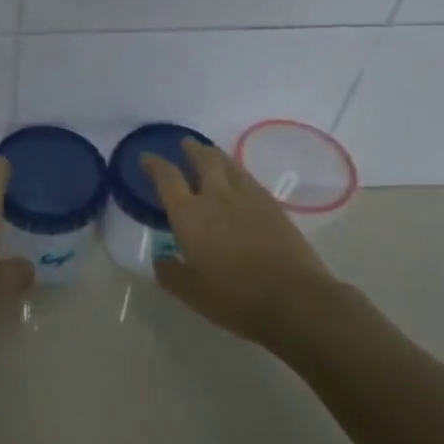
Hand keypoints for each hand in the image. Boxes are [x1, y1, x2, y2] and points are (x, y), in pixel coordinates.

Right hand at [141, 138, 346, 358]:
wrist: (296, 299)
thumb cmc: (236, 297)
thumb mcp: (192, 293)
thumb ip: (171, 274)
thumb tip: (162, 260)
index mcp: (189, 215)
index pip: (167, 178)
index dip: (154, 164)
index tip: (146, 158)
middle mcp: (216, 197)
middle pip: (203, 160)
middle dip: (191, 149)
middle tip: (185, 144)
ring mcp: (248, 198)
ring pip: (229, 164)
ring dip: (215, 155)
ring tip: (210, 154)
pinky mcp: (273, 206)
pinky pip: (249, 178)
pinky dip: (237, 172)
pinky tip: (238, 180)